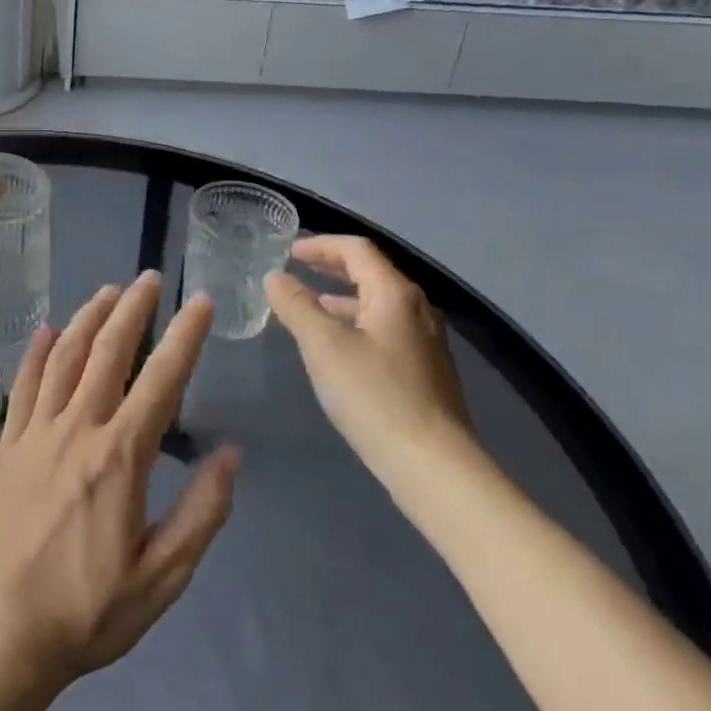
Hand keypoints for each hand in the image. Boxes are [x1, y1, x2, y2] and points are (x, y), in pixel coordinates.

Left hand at [0, 273, 240, 701]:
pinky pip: (23, 386)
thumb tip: (230, 454)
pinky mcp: (8, 445)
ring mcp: (37, 432)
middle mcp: (78, 428)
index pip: (161, 380)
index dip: (185, 336)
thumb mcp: (162, 578)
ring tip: (108, 291)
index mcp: (120, 456)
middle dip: (133, 309)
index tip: (201, 302)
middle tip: (149, 277)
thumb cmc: (88, 610)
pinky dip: (35, 353)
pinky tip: (44, 331)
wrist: (0, 633)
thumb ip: (202, 513)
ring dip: (87, 318)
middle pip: (108, 352)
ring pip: (65, 357)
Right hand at [265, 235, 476, 493]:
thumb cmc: (375, 396)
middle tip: (299, 268)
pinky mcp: (425, 370)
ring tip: (311, 305)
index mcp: (395, 294)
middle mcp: (416, 309)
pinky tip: (339, 346)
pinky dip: (357, 321)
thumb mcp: (324, 346)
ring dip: (343, 296)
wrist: (434, 466)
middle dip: (333, 266)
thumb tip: (276, 277)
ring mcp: (425, 341)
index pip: (357, 249)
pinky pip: (385, 328)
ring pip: (379, 302)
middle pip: (372, 272)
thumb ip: (296, 305)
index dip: (321, 245)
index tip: (289, 252)